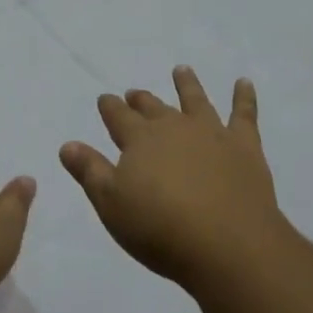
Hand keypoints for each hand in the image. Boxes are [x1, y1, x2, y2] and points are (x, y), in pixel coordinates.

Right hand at [59, 67, 290, 290]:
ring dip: (187, 84)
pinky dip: (243, 96)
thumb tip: (68, 144)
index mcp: (140, 140)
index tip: (105, 98)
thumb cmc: (161, 229)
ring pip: (195, 100)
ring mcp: (211, 133)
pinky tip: (244, 82)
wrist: (227, 243)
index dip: (110, 107)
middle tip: (135, 92)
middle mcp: (174, 127)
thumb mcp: (112, 205)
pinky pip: (244, 113)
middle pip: (154, 108)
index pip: (119, 117)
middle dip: (142, 100)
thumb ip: (90, 172)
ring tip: (182, 70)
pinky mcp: (244, 145)